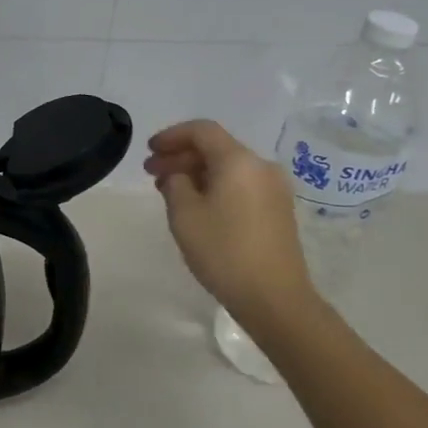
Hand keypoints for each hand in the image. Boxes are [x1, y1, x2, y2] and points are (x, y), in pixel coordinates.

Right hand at [144, 120, 316, 327]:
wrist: (275, 297)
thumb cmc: (224, 251)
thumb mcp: (184, 215)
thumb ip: (175, 184)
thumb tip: (179, 176)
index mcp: (239, 161)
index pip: (202, 130)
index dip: (172, 136)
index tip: (149, 150)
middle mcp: (261, 167)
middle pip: (216, 148)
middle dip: (181, 156)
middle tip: (151, 172)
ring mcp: (274, 189)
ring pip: (228, 168)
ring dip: (197, 173)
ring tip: (169, 191)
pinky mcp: (278, 211)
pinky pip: (241, 185)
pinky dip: (215, 187)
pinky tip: (197, 206)